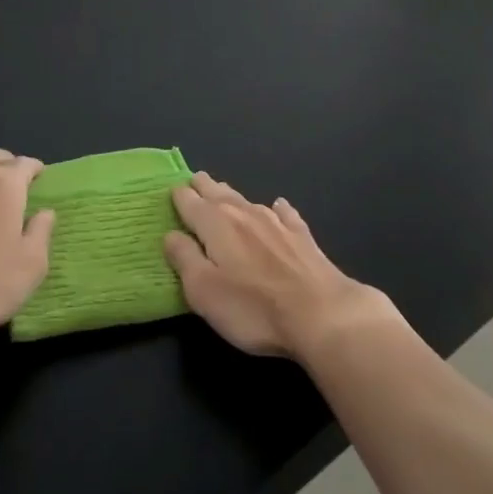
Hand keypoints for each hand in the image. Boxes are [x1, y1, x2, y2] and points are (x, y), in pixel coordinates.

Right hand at [164, 172, 394, 359]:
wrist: (321, 313)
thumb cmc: (252, 307)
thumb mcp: (203, 290)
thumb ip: (184, 258)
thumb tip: (171, 235)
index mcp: (215, 224)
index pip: (190, 202)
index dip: (179, 196)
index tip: (172, 191)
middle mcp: (244, 214)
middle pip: (218, 193)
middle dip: (204, 186)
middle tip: (194, 180)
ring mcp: (276, 222)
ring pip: (247, 200)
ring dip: (232, 195)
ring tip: (222, 190)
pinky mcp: (301, 236)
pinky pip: (284, 213)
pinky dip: (277, 208)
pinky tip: (278, 206)